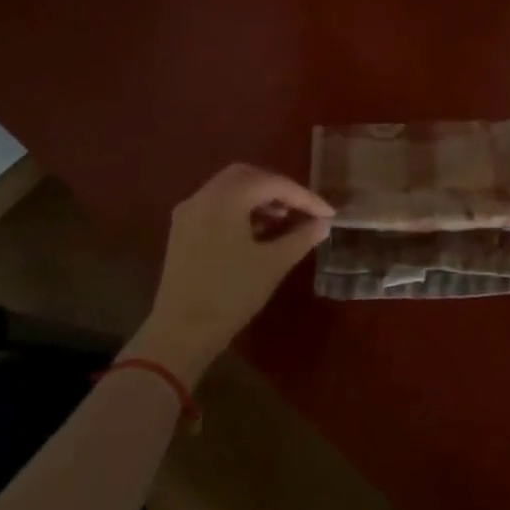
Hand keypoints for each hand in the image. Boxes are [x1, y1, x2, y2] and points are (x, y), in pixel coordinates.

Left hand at [128, 164, 334, 379]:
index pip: (273, 184)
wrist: (181, 333)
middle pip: (247, 176)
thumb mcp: (274, 264)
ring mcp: (188, 213)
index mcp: (226, 199)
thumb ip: (302, 237)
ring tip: (284, 220)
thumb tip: (323, 223)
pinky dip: (240, 209)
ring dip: (258, 197)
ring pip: (229, 189)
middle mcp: (203, 196)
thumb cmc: (231, 294)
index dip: (304, 197)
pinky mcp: (181, 231)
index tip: (328, 214)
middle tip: (302, 208)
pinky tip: (257, 231)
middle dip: (278, 188)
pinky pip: (216, 205)